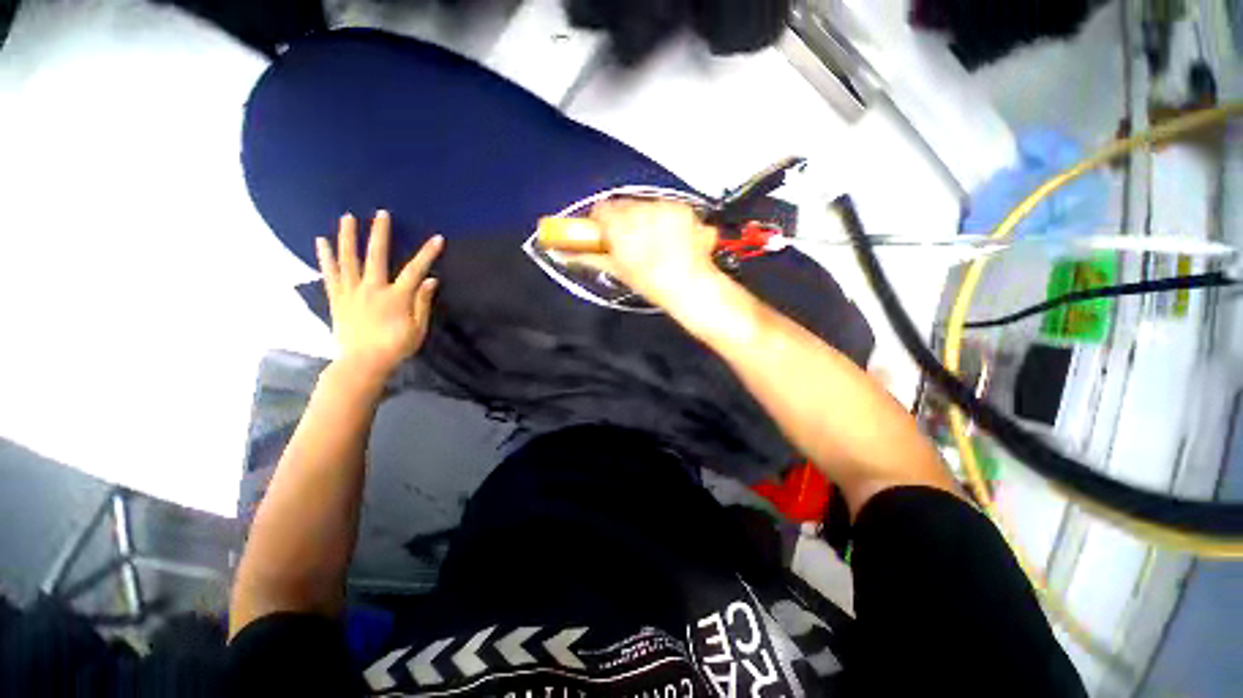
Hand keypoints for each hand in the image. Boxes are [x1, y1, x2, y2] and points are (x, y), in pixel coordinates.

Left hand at [316, 211, 442, 380]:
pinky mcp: (336, 298)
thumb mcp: (418, 329)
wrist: (362, 363)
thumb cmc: (395, 347)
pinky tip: (320, 241)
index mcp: (396, 297)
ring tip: (347, 218)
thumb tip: (431, 280)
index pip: (415, 270)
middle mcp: (372, 289)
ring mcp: (351, 292)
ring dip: (348, 237)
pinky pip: (330, 274)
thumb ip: (423, 303)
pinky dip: (325, 257)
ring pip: (348, 260)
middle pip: (376, 256)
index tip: (437, 238)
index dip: (427, 254)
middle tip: (381, 213)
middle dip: (379, 233)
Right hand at [569, 199, 720, 312]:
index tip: (606, 234)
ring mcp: (664, 207)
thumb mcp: (618, 271)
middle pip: (624, 206)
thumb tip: (565, 255)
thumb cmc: (652, 283)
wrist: (690, 286)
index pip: (601, 210)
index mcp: (620, 226)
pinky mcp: (683, 207)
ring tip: (656, 243)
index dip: (602, 222)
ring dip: (646, 219)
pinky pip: (667, 207)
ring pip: (646, 205)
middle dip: (625, 220)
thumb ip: (590, 257)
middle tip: (632, 242)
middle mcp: (640, 210)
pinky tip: (673, 239)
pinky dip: (667, 219)